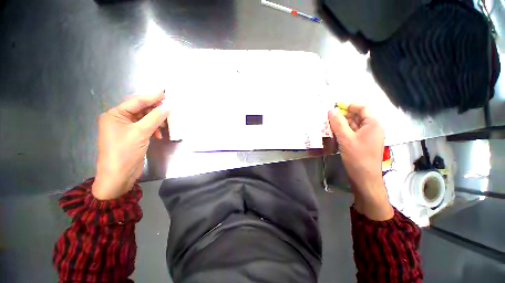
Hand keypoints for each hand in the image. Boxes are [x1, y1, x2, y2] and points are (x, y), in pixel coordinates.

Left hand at [92, 92, 169, 199]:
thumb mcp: (140, 133)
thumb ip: (154, 118)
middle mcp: (119, 119)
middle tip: (170, 110)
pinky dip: (154, 129)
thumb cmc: (124, 152)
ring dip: (156, 121)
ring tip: (167, 124)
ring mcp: (126, 129)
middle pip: (141, 109)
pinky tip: (159, 134)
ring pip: (145, 119)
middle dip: (155, 110)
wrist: (118, 176)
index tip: (166, 93)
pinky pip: (146, 127)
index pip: (136, 101)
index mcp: (115, 115)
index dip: (151, 96)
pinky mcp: (133, 137)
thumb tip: (168, 107)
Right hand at [328, 104, 392, 220]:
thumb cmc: (357, 157)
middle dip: (343, 115)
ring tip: (328, 125)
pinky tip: (333, 134)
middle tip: (328, 118)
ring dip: (341, 124)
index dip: (349, 105)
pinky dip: (343, 132)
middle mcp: (372, 128)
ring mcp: (367, 137)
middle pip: (357, 116)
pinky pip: (352, 133)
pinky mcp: (361, 143)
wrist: (364, 178)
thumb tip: (331, 111)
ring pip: (353, 125)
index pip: (362, 108)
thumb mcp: (346, 139)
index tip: (334, 108)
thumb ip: (338, 123)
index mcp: (373, 124)